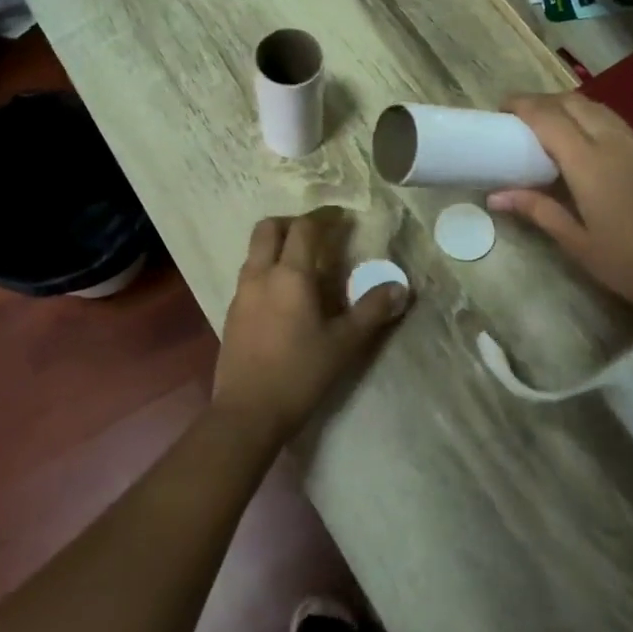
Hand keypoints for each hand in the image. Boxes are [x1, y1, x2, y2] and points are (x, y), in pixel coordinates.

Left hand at [213, 210, 409, 445]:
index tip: (342, 217)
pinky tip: (284, 294)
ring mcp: (241, 294)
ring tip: (302, 262)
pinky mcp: (232, 314)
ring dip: (277, 244)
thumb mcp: (343, 344)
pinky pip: (249, 274)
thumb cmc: (299, 374)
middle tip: (317, 233)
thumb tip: (400, 287)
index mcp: (289, 276)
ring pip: (254, 251)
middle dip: (292, 222)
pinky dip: (267, 268)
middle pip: (268, 228)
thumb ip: (372, 311)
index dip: (324, 217)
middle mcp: (260, 275)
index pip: (304, 228)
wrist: (246, 414)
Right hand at [489, 92, 632, 320]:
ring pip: (597, 108)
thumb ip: (538, 210)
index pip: (549, 117)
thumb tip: (496, 196)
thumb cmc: (632, 264)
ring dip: (568, 106)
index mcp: (589, 163)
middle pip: (573, 102)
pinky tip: (583, 143)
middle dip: (543, 101)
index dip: (522, 106)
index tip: (500, 108)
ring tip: (547, 125)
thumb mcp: (578, 243)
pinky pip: (614, 122)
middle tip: (519, 117)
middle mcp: (613, 143)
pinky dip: (590, 118)